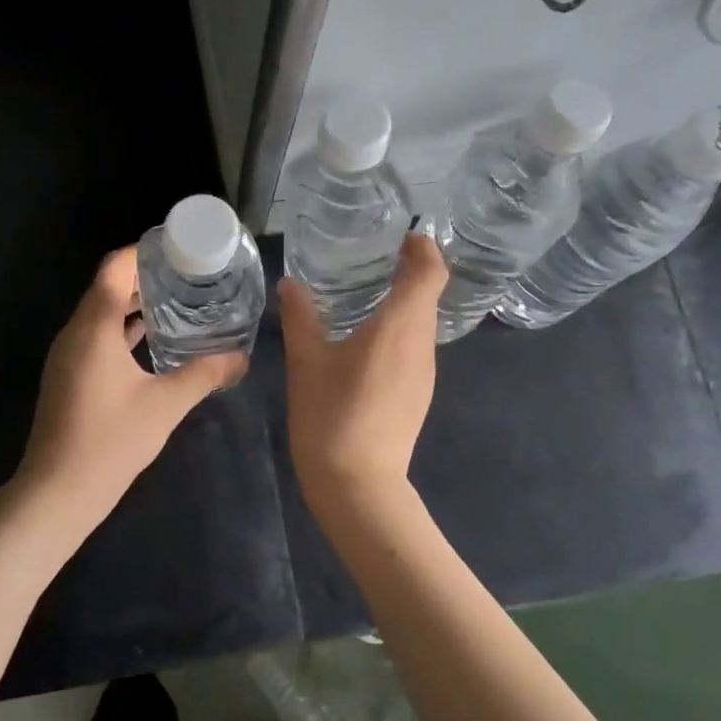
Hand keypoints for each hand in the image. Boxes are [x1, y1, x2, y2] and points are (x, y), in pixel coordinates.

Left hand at [8, 246, 245, 547]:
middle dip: (144, 277)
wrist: (57, 492)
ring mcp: (68, 355)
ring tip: (177, 301)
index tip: (177, 248)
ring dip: (133, 304)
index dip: (143, 251)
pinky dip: (122, 330)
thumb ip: (204, 375)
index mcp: (94, 327)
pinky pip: (97, 337)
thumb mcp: (165, 405)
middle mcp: (75, 332)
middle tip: (187, 275)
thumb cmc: (110, 441)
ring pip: (101, 314)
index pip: (114, 267)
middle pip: (107, 287)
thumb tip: (241, 358)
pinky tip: (152, 341)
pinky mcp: (69, 376)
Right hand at [279, 232, 445, 499]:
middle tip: (372, 256)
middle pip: (428, 296)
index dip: (424, 249)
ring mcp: (424, 373)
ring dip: (403, 302)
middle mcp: (420, 345)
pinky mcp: (418, 394)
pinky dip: (398, 329)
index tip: (404, 235)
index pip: (430, 274)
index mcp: (399, 328)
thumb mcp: (307, 363)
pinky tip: (365, 339)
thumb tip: (290, 284)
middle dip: (409, 270)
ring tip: (365, 292)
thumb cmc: (332, 416)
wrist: (358, 485)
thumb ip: (301, 317)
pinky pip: (414, 347)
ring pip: (421, 323)